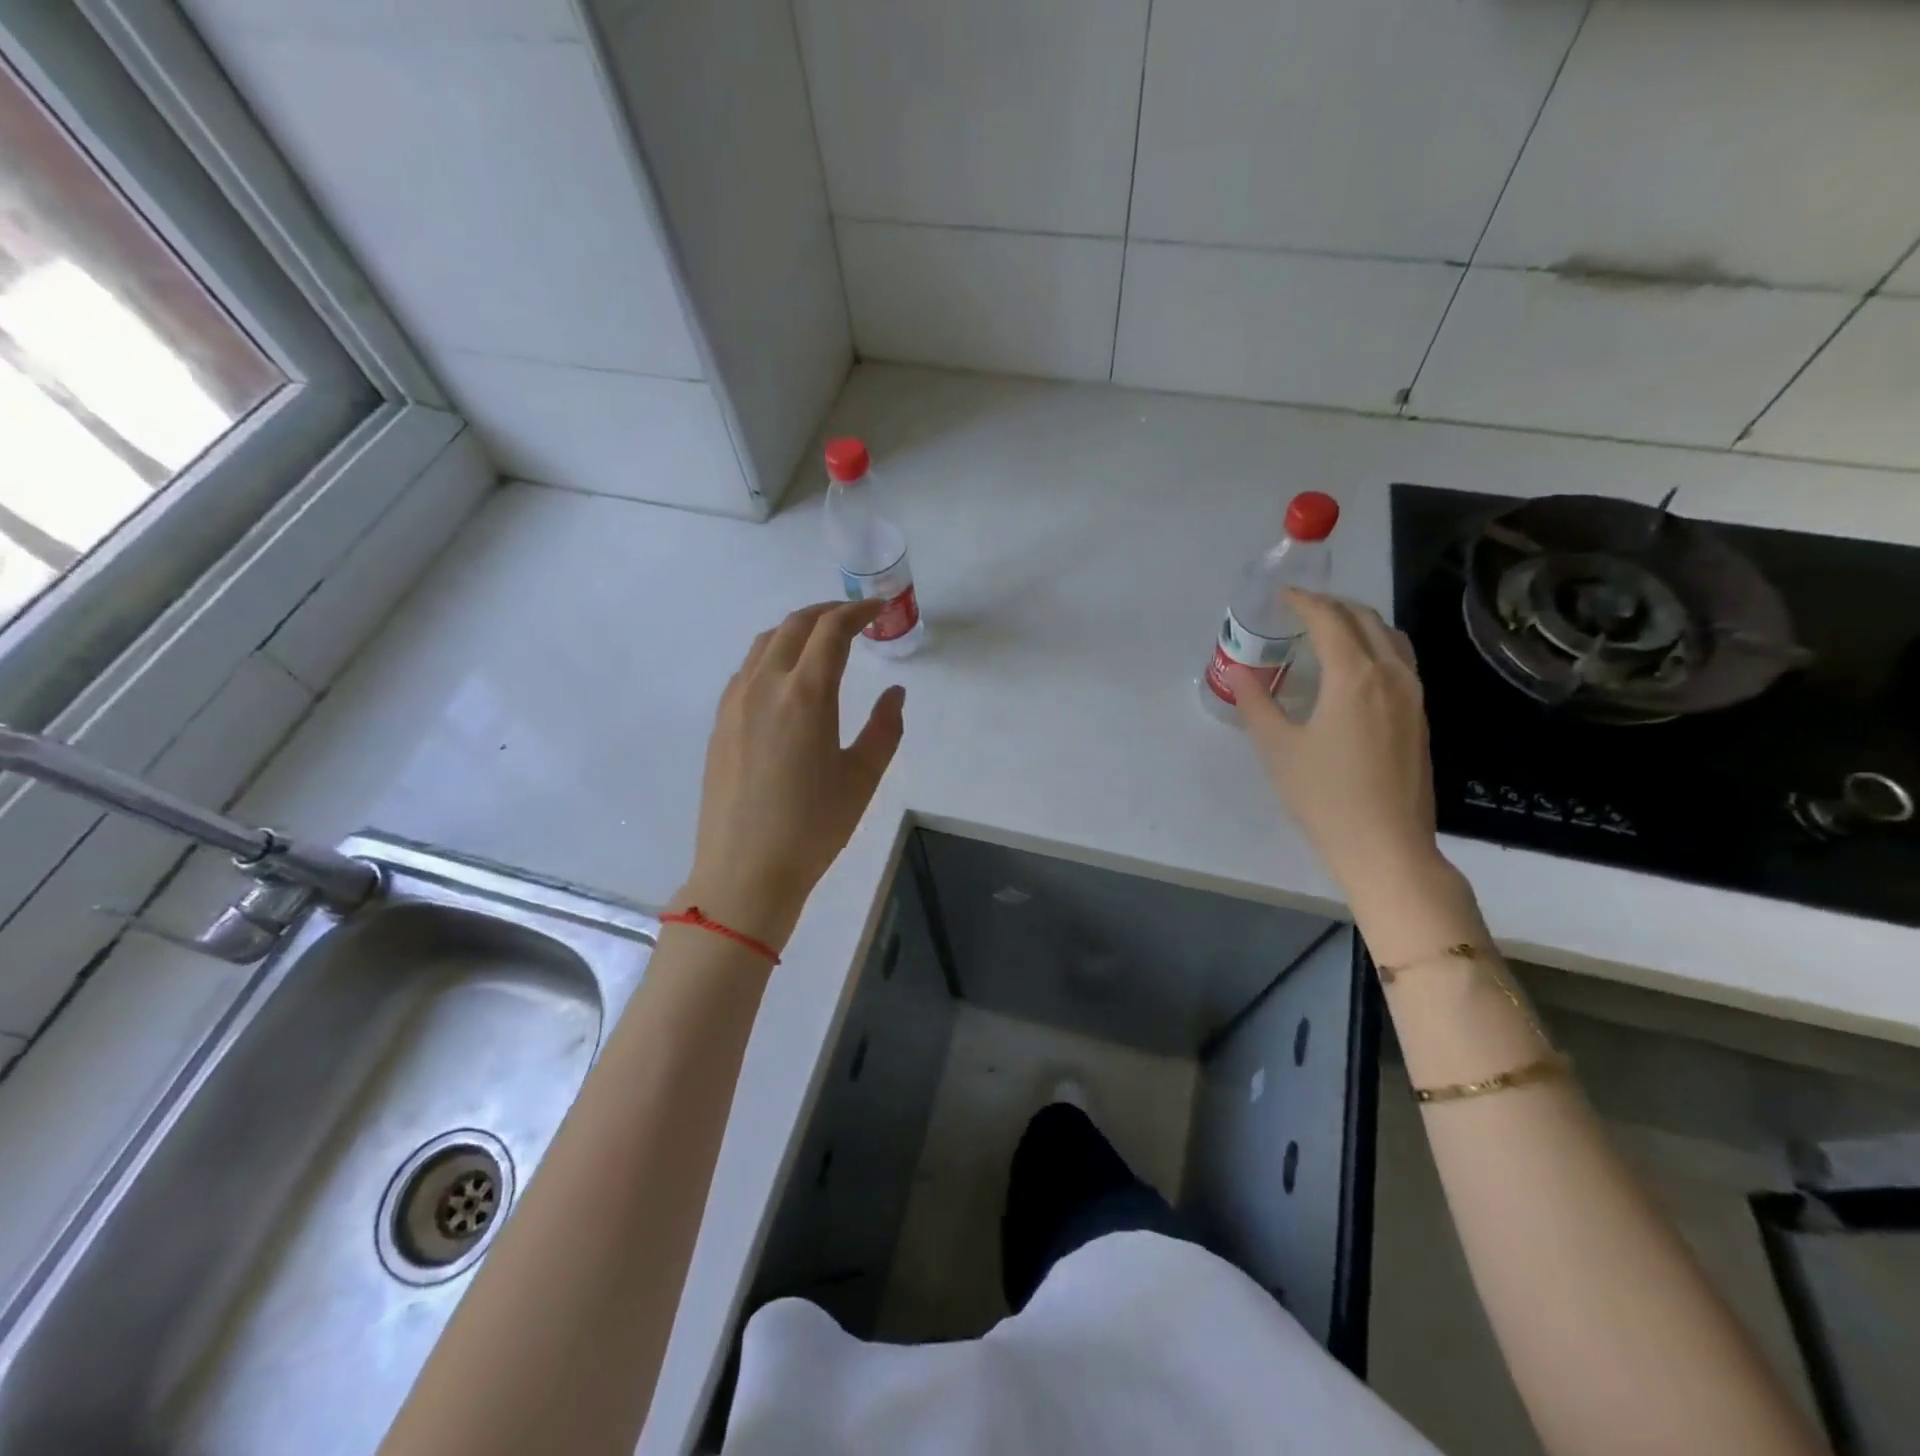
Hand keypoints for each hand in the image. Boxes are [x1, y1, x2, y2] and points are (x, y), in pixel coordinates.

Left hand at [678, 600, 906, 950]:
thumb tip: (894, 693)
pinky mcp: (720, 723)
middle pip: (793, 625)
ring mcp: (735, 702)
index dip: (857, 612)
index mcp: (805, 694)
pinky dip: (772, 655)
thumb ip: (885, 728)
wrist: (745, 871)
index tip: (877, 610)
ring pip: (764, 643)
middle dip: (827, 613)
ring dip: (796, 630)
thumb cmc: (813, 827)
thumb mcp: (862, 778)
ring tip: (822, 643)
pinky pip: (746, 670)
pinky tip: (787, 680)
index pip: (831, 630)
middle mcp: (764, 685)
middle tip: (855, 619)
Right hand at [1227, 591, 1445, 903]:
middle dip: (1331, 606)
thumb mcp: (1278, 748)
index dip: (1303, 602)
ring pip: (1390, 638)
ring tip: (1327, 633)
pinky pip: (1400, 661)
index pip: (1329, 619)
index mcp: (1355, 676)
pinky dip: (1374, 647)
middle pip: (1366, 619)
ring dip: (1358, 624)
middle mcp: (1392, 675)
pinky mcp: (1420, 717)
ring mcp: (1413, 696)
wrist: (1386, 846)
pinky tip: (1352, 671)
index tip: (1280, 596)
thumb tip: (1238, 673)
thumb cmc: (1325, 796)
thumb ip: (1256, 703)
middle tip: (1298, 611)